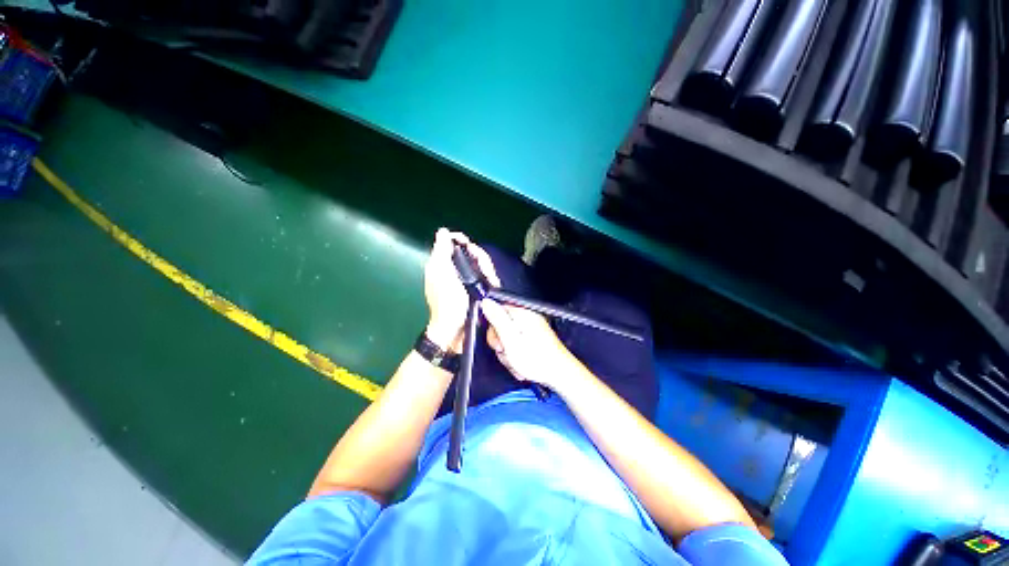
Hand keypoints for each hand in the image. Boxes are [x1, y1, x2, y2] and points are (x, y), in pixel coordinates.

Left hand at [424, 229, 498, 352]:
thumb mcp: (442, 275)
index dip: (461, 240)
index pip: (451, 242)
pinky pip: (484, 276)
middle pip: (469, 252)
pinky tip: (492, 283)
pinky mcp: (475, 288)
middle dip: (479, 257)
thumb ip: (441, 252)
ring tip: (490, 278)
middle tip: (484, 268)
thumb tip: (443, 231)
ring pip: (479, 263)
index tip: (469, 245)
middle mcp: (453, 269)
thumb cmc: (447, 303)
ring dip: (487, 268)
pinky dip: (490, 277)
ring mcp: (465, 279)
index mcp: (441, 264)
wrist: (456, 330)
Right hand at [480, 299, 578, 389]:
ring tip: (518, 362)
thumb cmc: (538, 359)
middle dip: (502, 344)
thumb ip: (497, 320)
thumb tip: (486, 302)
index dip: (493, 329)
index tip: (499, 343)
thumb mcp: (510, 339)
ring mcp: (533, 329)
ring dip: (509, 354)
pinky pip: (518, 346)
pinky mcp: (535, 340)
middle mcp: (528, 318)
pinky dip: (517, 356)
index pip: (497, 312)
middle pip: (502, 327)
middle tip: (509, 353)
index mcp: (522, 314)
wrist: (559, 374)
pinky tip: (523, 364)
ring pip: (508, 339)